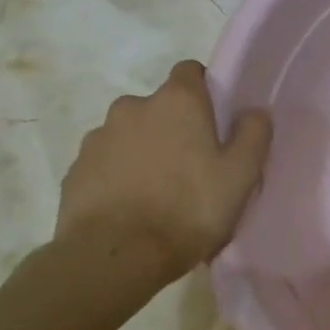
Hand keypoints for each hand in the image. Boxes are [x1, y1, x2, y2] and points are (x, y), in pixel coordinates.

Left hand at [55, 61, 272, 283]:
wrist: (114, 258)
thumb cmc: (188, 210)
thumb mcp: (240, 176)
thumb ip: (253, 135)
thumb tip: (254, 111)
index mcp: (177, 101)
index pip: (191, 71)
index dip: (205, 92)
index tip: (215, 123)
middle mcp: (133, 107)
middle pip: (160, 107)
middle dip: (174, 128)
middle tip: (192, 167)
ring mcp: (98, 137)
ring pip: (130, 135)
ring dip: (144, 152)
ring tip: (158, 194)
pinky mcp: (75, 170)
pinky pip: (105, 164)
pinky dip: (118, 177)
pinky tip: (130, 209)